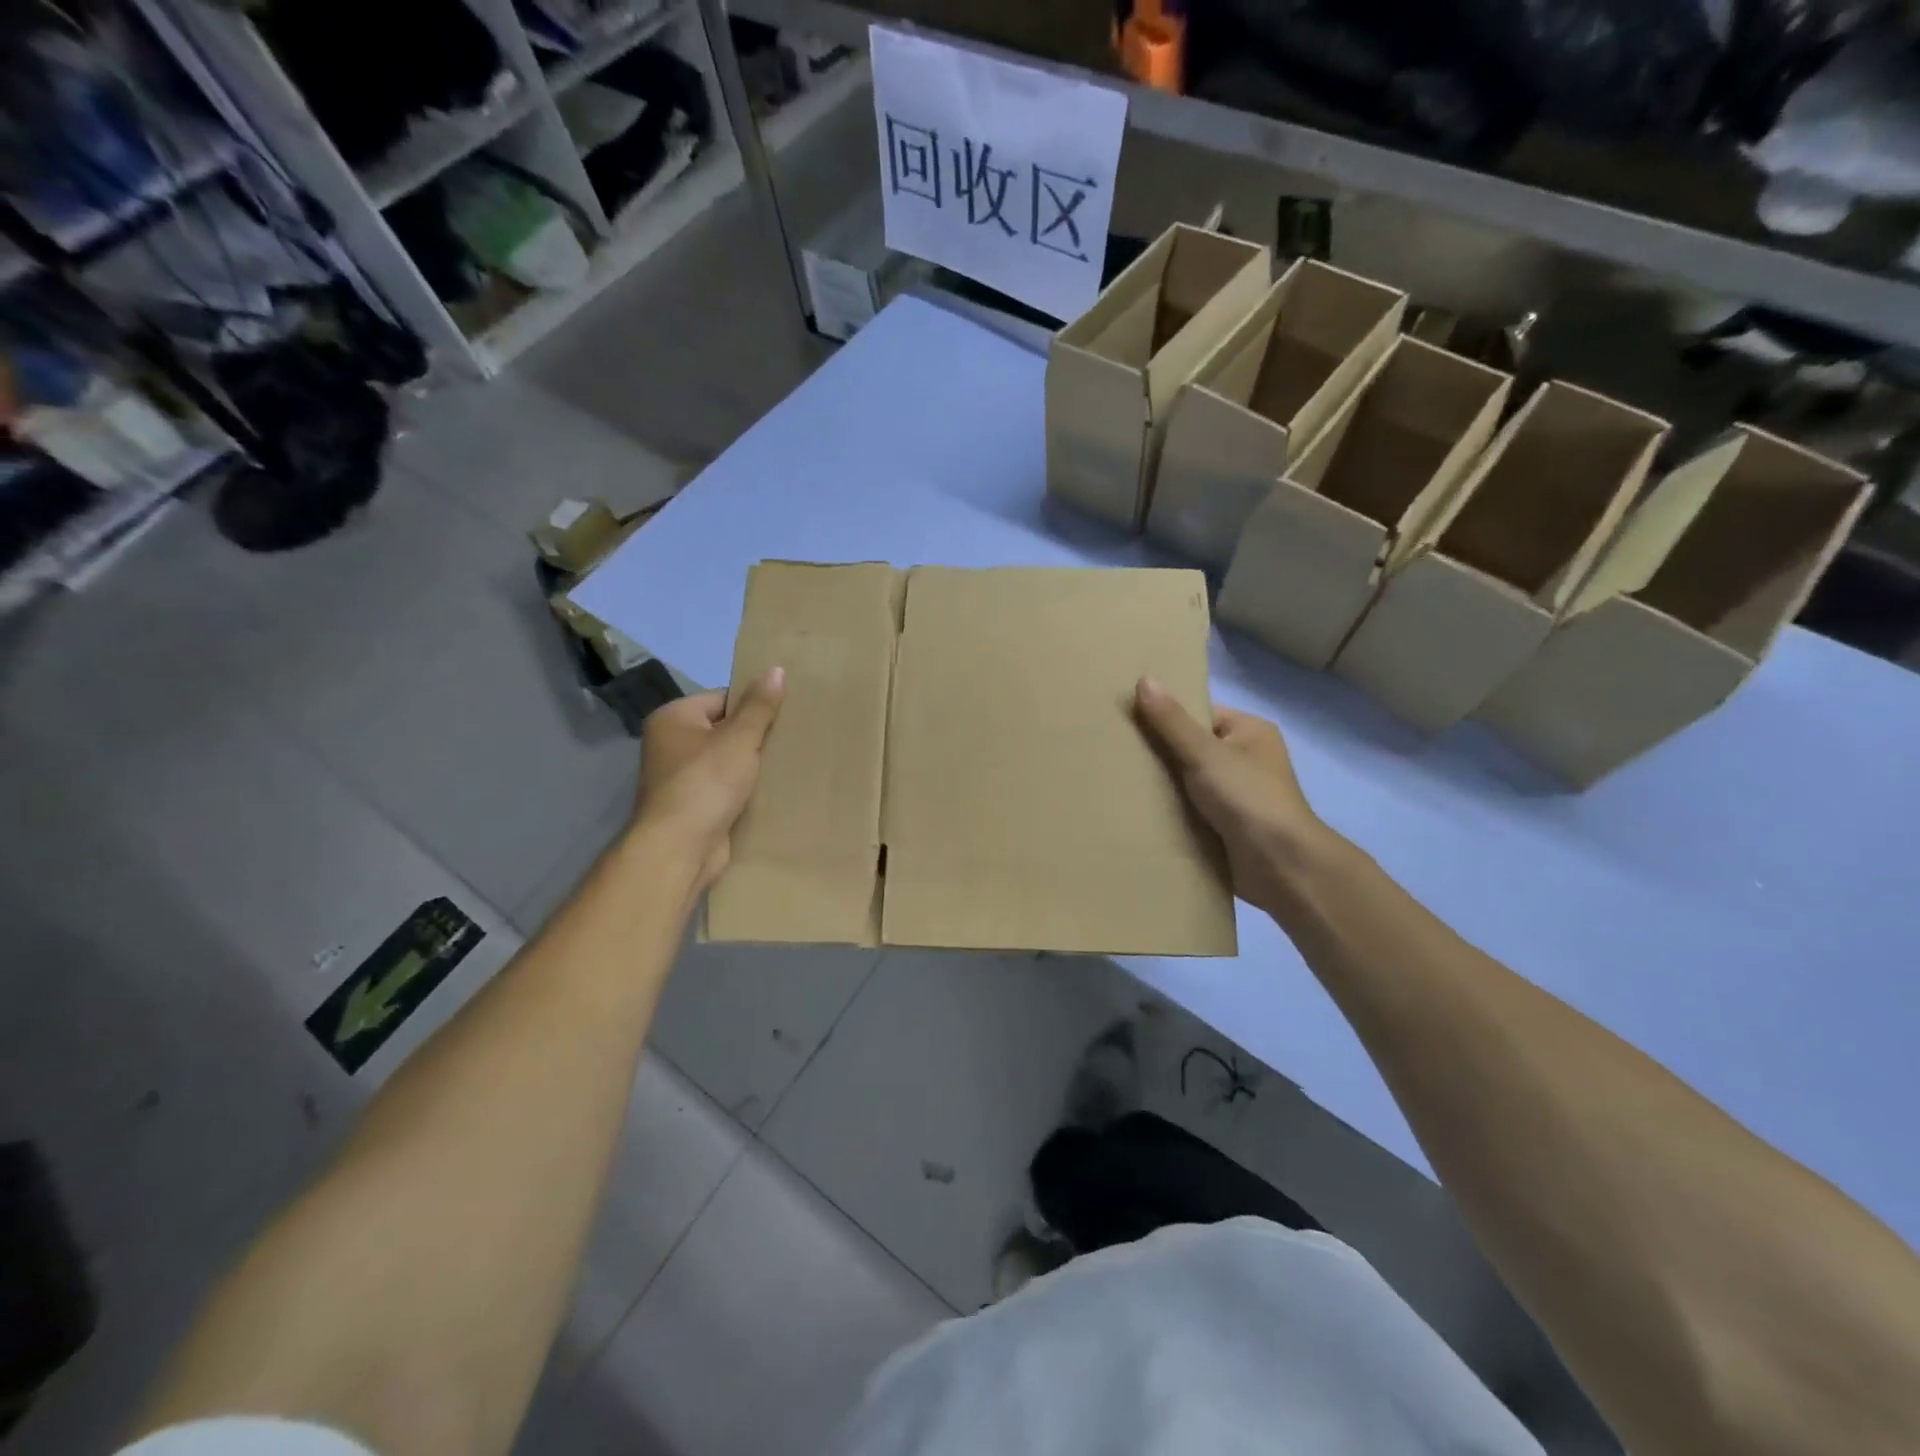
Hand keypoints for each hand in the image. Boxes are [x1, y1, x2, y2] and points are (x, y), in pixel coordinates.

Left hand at [633, 668, 784, 891]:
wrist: (680, 849)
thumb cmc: (705, 784)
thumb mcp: (738, 739)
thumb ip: (759, 706)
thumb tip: (776, 670)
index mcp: (673, 719)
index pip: (722, 698)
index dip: (753, 705)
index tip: (785, 713)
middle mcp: (671, 744)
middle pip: (725, 729)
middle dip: (756, 736)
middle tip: (792, 736)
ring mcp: (682, 778)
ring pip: (728, 761)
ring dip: (754, 764)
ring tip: (789, 760)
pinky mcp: (695, 806)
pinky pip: (727, 788)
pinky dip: (747, 789)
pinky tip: (775, 789)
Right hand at [1133, 677, 1333, 912]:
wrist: (1281, 866)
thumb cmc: (1247, 798)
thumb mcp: (1204, 753)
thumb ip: (1171, 721)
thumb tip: (1143, 678)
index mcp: (1250, 732)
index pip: (1200, 714)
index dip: (1167, 716)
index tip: (1127, 719)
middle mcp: (1247, 760)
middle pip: (1192, 748)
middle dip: (1160, 753)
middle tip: (1116, 752)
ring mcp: (1238, 796)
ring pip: (1189, 782)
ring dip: (1163, 786)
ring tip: (1119, 781)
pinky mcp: (1227, 827)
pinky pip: (1191, 810)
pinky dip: (1171, 812)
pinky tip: (1139, 810)